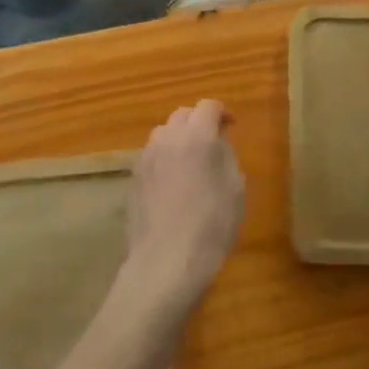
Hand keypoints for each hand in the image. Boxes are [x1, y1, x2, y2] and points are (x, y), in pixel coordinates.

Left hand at [122, 100, 245, 317]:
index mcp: (197, 137)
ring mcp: (146, 158)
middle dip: (199, 122)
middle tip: (213, 142)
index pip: (208, 107)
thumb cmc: (211, 225)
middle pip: (183, 115)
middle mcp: (168, 139)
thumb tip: (217, 143)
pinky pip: (152, 156)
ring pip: (163, 133)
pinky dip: (165, 158)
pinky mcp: (134, 179)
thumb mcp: (235, 189)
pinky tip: (174, 182)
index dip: (222, 112)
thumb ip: (227, 156)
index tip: (232, 126)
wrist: (166, 261)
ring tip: (192, 161)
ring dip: (179, 138)